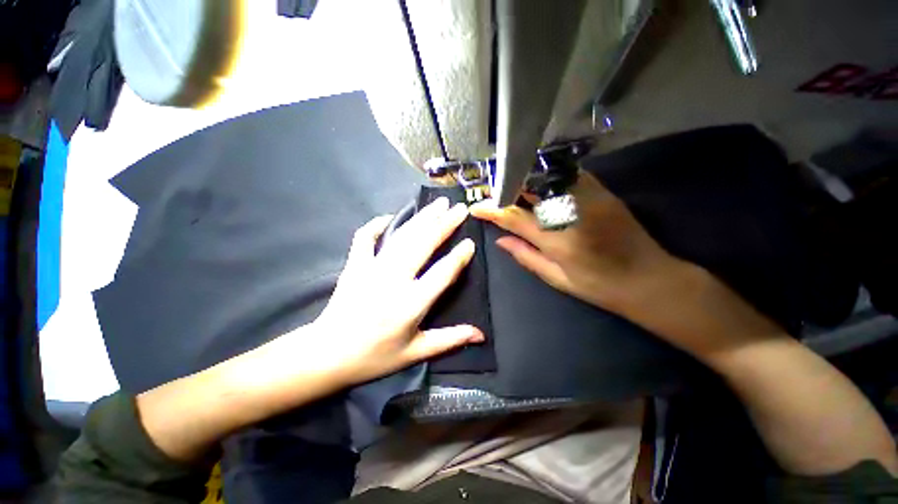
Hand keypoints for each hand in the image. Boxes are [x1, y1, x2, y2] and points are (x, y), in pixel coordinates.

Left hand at [314, 197, 483, 386]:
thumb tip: (480, 334)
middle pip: (423, 244)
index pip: (442, 273)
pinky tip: (389, 217)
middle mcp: (394, 280)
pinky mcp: (355, 264)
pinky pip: (365, 237)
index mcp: (411, 304)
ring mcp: (372, 268)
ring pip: (402, 236)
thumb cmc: (374, 357)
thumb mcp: (414, 353)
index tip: (470, 242)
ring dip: (422, 218)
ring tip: (438, 204)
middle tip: (460, 208)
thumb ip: (449, 340)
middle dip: (444, 224)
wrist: (326, 355)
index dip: (458, 257)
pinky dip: (376, 225)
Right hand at [471, 171, 676, 312]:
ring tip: (511, 185)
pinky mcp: (602, 191)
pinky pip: (568, 175)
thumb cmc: (599, 286)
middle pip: (530, 189)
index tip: (476, 207)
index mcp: (556, 240)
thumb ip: (525, 256)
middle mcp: (570, 212)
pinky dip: (548, 177)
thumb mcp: (556, 278)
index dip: (492, 210)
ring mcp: (589, 197)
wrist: (650, 279)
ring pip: (547, 177)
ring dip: (525, 179)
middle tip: (492, 190)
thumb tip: (499, 240)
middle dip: (506, 187)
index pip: (514, 217)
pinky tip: (539, 183)